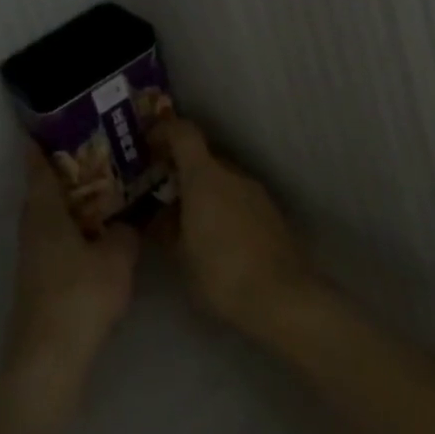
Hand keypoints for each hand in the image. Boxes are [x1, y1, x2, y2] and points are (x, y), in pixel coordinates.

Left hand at [5, 146, 139, 374]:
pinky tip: (96, 239)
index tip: (57, 123)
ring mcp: (31, 253)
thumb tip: (130, 222)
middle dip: (66, 172)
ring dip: (71, 204)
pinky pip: (54, 238)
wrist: (48, 358)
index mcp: (43, 207)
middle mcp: (31, 222)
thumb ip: (126, 234)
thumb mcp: (116, 260)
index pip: (37, 162)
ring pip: (50, 215)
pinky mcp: (37, 278)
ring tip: (104, 195)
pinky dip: (72, 230)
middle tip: (97, 156)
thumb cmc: (79, 296)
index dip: (43, 141)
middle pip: (44, 187)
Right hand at [150, 118, 315, 334]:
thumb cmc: (222, 273)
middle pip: (203, 156)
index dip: (163, 131)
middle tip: (166, 193)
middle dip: (183, 169)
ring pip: (223, 180)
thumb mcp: (180, 256)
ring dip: (206, 192)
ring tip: (193, 222)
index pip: (182, 131)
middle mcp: (231, 174)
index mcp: (204, 174)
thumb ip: (164, 229)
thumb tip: (154, 216)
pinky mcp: (274, 216)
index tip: (148, 146)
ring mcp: (257, 193)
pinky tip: (221, 241)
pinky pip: (241, 201)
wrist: (286, 302)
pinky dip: (226, 209)